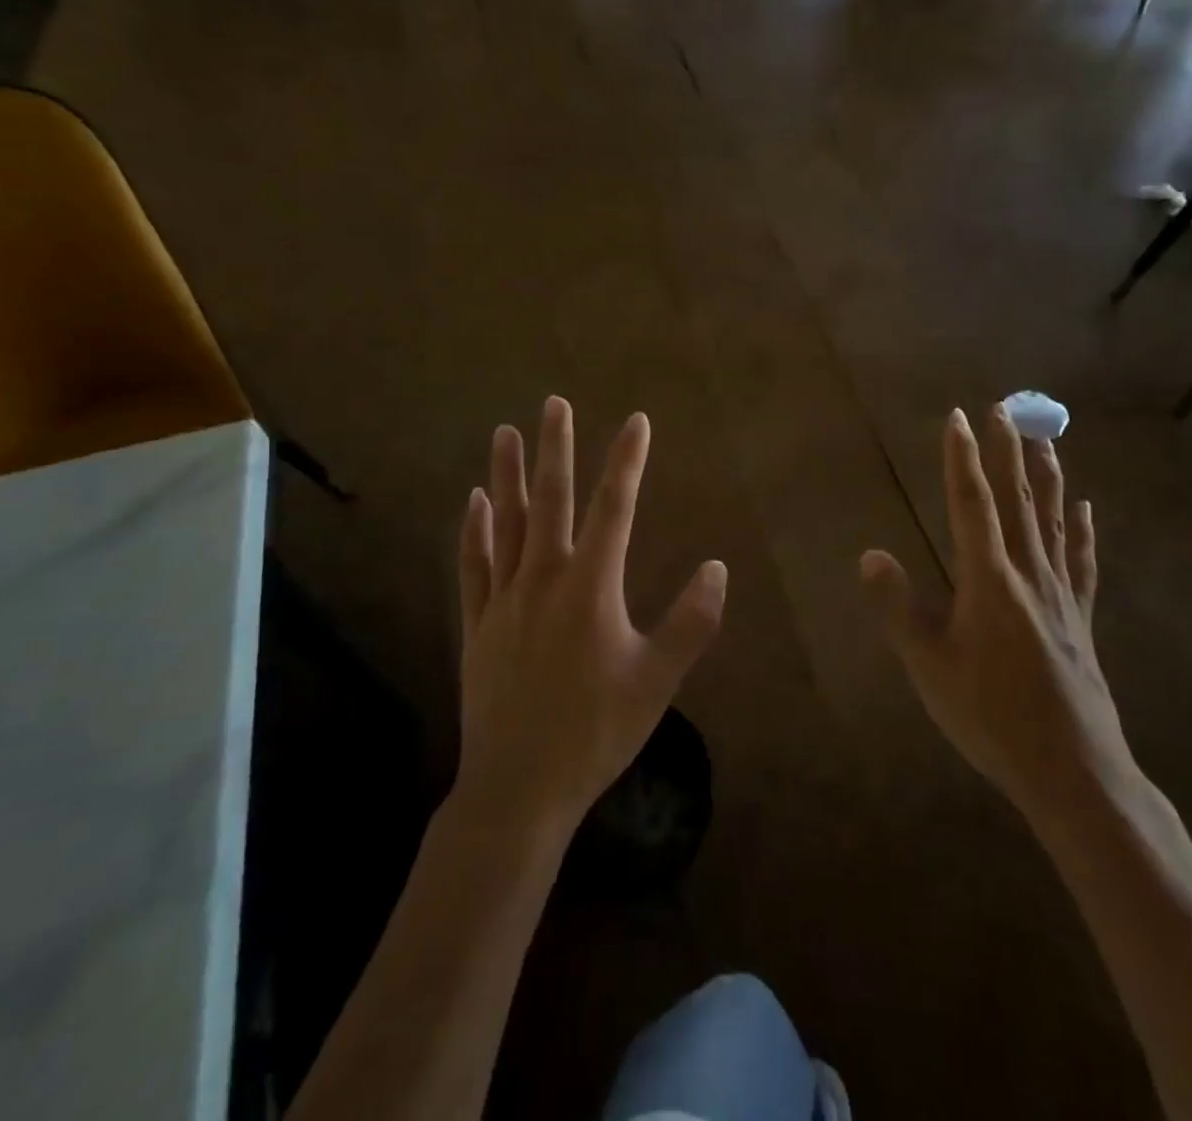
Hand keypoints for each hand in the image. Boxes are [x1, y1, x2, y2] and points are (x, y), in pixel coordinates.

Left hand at [456, 397, 726, 833]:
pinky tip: (475, 501)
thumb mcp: (658, 680)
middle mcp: (544, 579)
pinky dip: (475, 529)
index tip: (637, 421)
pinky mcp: (477, 623)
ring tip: (505, 431)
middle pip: (551, 500)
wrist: (519, 788)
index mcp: (590, 587)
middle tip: (554, 403)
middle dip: (555, 448)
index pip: (615, 508)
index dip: (627, 461)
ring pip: (505, 522)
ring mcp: (504, 599)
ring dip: (505, 474)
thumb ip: (692, 622)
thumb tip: (717, 568)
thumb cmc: (596, 732)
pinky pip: (474, 564)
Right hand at [860, 405, 1132, 839]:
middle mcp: (1029, 574)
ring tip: (1045, 437)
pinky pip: (1082, 560)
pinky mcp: (1080, 618)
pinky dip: (1083, 529)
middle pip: (1018, 499)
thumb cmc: (991, 716)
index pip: (972, 504)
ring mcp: (1061, 594)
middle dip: (1008, 451)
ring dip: (1047, 475)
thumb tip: (870, 554)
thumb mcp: (928, 665)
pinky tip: (1086, 507)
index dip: (963, 458)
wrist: (1072, 770)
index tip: (959, 416)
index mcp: (989, 579)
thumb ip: (897, 607)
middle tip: (1007, 407)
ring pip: (1054, 520)